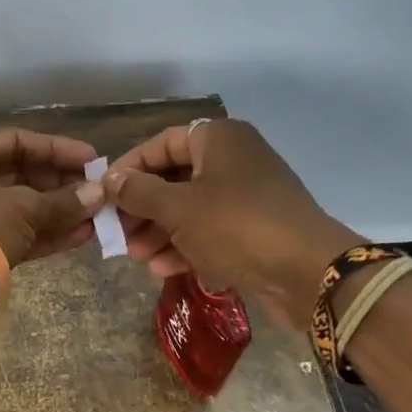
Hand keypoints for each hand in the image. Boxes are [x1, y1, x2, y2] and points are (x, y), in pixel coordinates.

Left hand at [0, 128, 103, 269]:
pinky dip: (45, 235)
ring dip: (58, 212)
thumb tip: (99, 194)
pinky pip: (15, 235)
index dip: (57, 150)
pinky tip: (81, 236)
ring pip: (20, 208)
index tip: (92, 160)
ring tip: (97, 215)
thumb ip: (62, 201)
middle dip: (60, 184)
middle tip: (98, 191)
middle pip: (19, 175)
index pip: (15, 142)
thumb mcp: (22, 208)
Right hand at [106, 119, 363, 328]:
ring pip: (191, 208)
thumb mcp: (177, 208)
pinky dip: (186, 246)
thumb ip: (138, 192)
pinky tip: (163, 270)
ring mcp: (247, 195)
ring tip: (137, 256)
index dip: (129, 168)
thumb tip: (109, 180)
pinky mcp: (256, 228)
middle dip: (143, 208)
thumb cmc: (235, 226)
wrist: (308, 272)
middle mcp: (234, 159)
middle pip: (174, 178)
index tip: (104, 194)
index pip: (161, 143)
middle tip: (118, 233)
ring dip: (160, 232)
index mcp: (218, 139)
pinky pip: (211, 230)